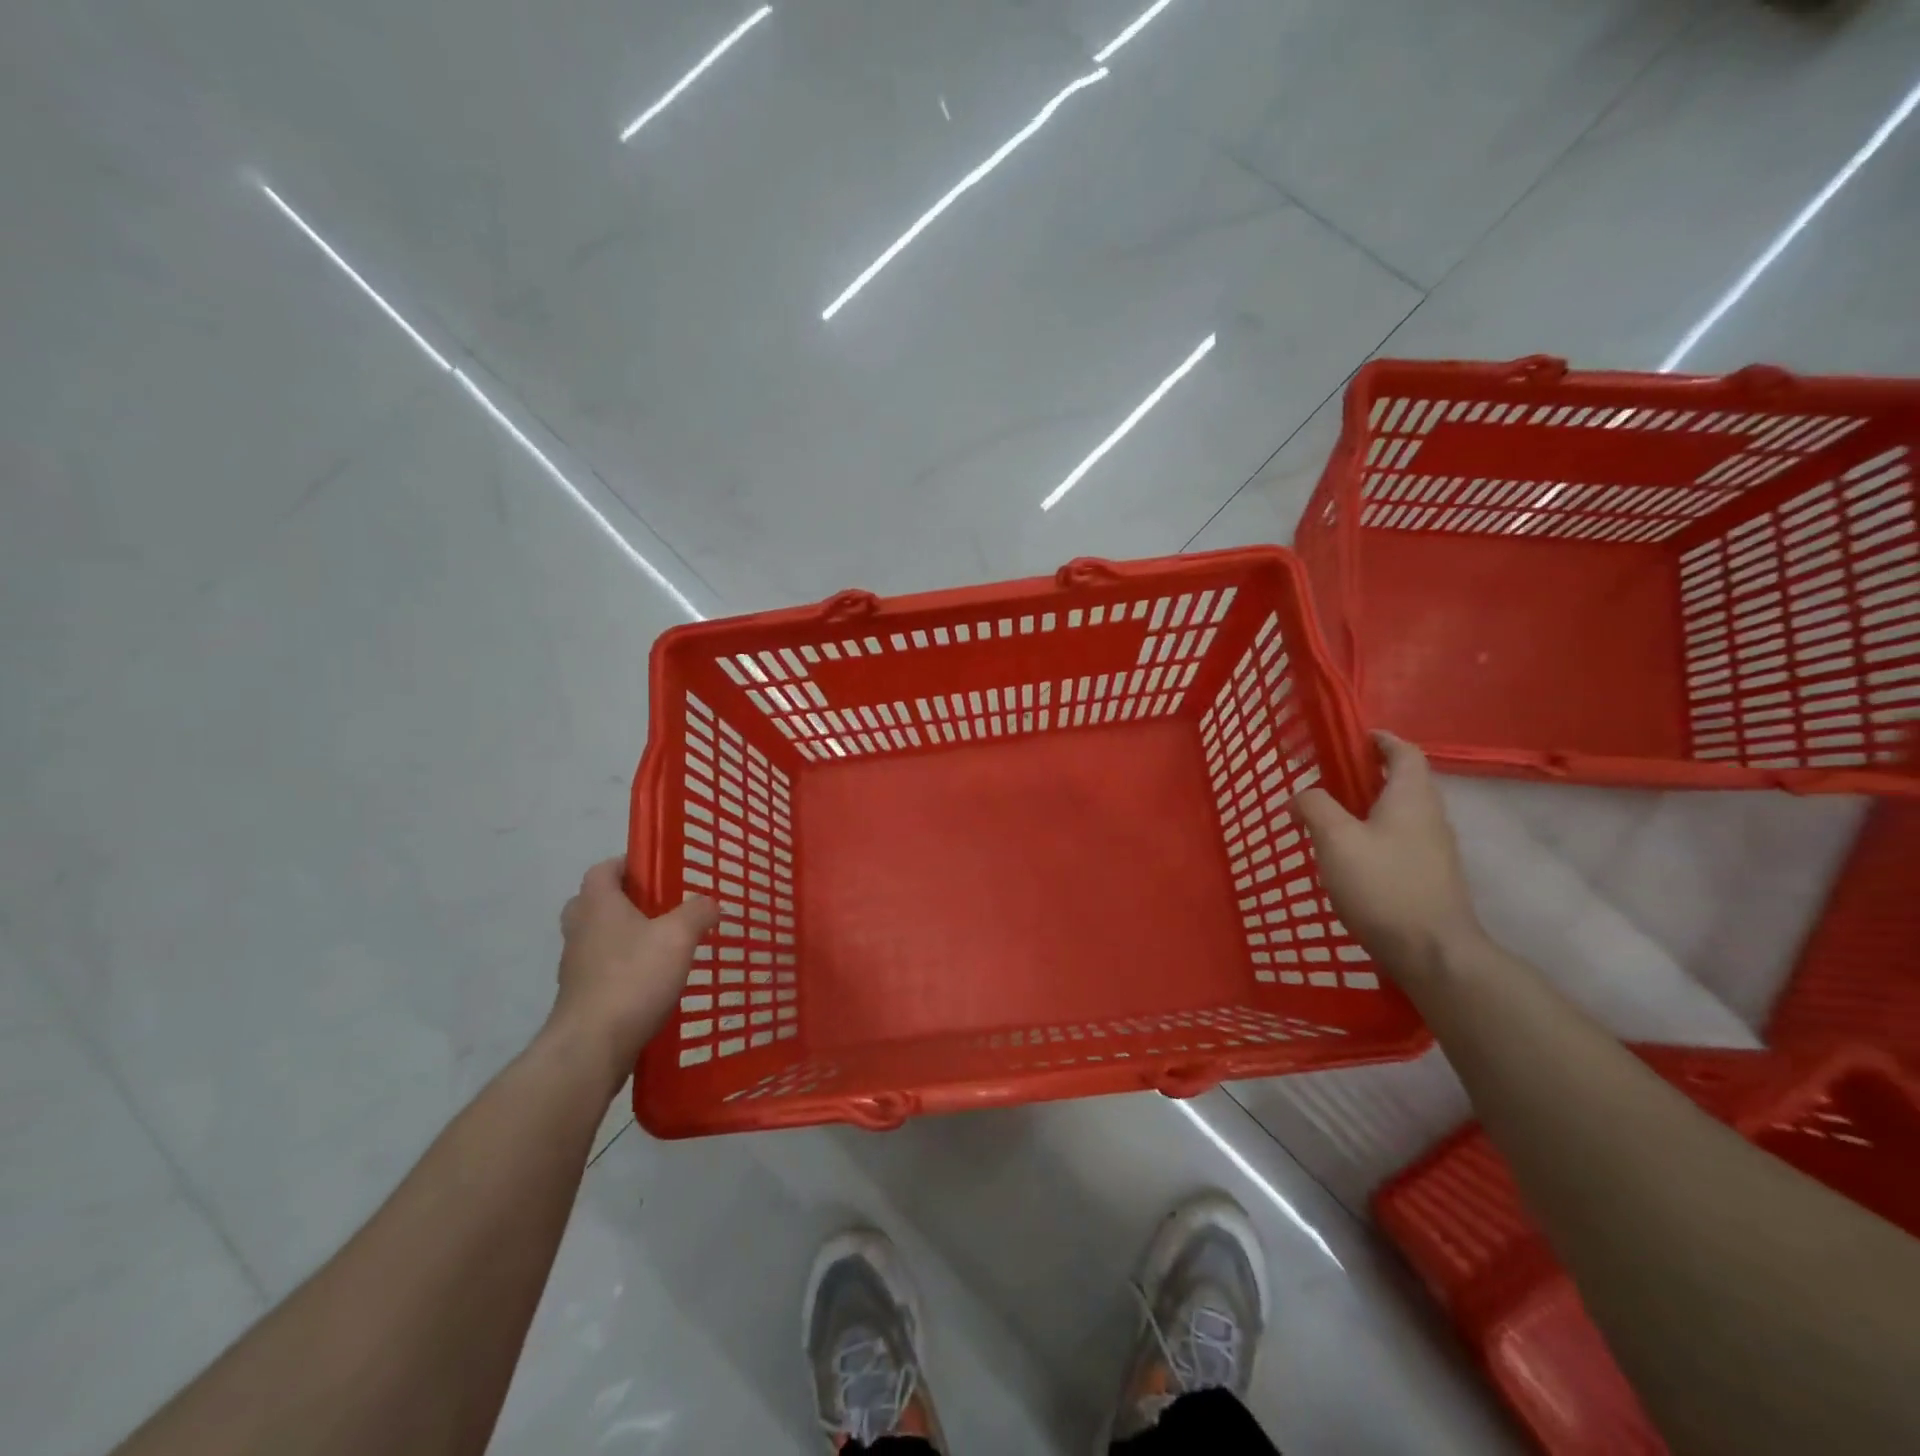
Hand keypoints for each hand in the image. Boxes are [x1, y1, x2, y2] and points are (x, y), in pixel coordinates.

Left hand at [549, 857, 717, 1081]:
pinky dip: (624, 969)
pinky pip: (603, 970)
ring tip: (665, 946)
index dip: (628, 864)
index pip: (604, 869)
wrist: (592, 1047)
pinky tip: (654, 981)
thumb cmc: (633, 978)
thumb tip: (710, 903)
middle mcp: (580, 930)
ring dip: (626, 937)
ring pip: (599, 938)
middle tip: (661, 908)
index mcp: (597, 904)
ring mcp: (576, 966)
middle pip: (596, 903)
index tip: (658, 871)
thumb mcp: (678, 936)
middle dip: (626, 902)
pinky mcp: (581, 997)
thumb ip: (698, 912)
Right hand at [1291, 732, 1483, 980]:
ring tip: (1330, 820)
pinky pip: (1400, 841)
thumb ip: (1315, 807)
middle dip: (1368, 775)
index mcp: (1410, 797)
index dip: (1380, 740)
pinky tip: (1349, 859)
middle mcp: (1430, 817)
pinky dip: (1375, 836)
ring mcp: (1434, 850)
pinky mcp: (1430, 878)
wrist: (1433, 953)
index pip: (1404, 752)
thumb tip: (1301, 796)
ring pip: (1401, 814)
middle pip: (1403, 782)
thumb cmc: (1383, 886)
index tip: (1352, 739)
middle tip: (1328, 781)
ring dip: (1369, 808)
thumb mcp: (1335, 839)